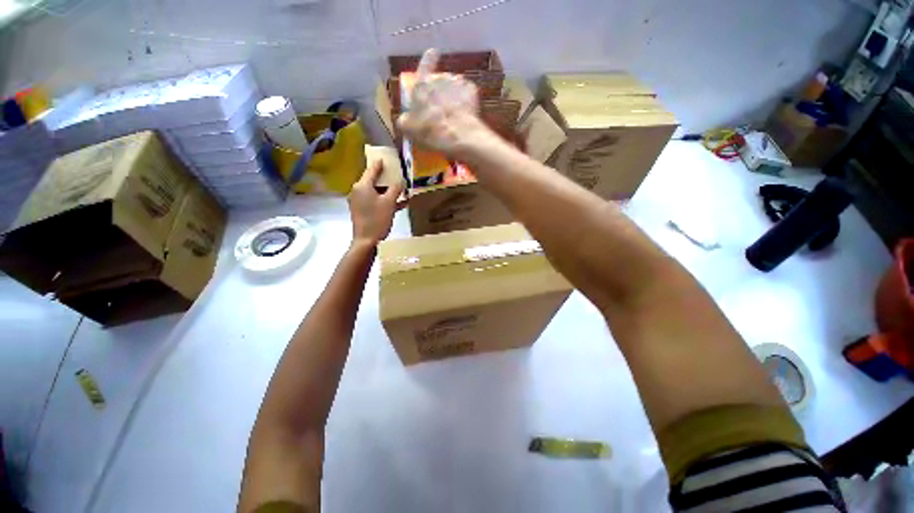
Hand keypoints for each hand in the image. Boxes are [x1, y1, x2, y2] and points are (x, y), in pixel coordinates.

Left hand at [348, 159, 405, 246]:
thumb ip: (395, 189)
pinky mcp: (363, 211)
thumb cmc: (377, 219)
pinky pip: (376, 201)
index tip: (385, 157)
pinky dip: (386, 201)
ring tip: (402, 190)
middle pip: (374, 181)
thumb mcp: (389, 203)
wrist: (366, 241)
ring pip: (376, 192)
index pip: (372, 170)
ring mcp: (360, 202)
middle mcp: (358, 191)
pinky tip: (400, 204)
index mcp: (362, 186)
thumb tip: (400, 181)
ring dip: (389, 191)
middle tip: (397, 174)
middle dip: (387, 179)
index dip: (380, 164)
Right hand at [397, 49, 498, 159]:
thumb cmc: (430, 130)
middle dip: (441, 91)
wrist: (456, 134)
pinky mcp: (471, 91)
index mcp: (422, 84)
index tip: (433, 52)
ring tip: (454, 113)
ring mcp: (457, 83)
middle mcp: (440, 78)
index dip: (428, 59)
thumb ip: (405, 120)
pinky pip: (468, 93)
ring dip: (454, 96)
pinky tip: (465, 113)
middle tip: (441, 108)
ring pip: (455, 86)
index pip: (425, 64)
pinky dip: (466, 101)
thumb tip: (404, 119)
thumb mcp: (409, 128)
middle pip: (441, 81)